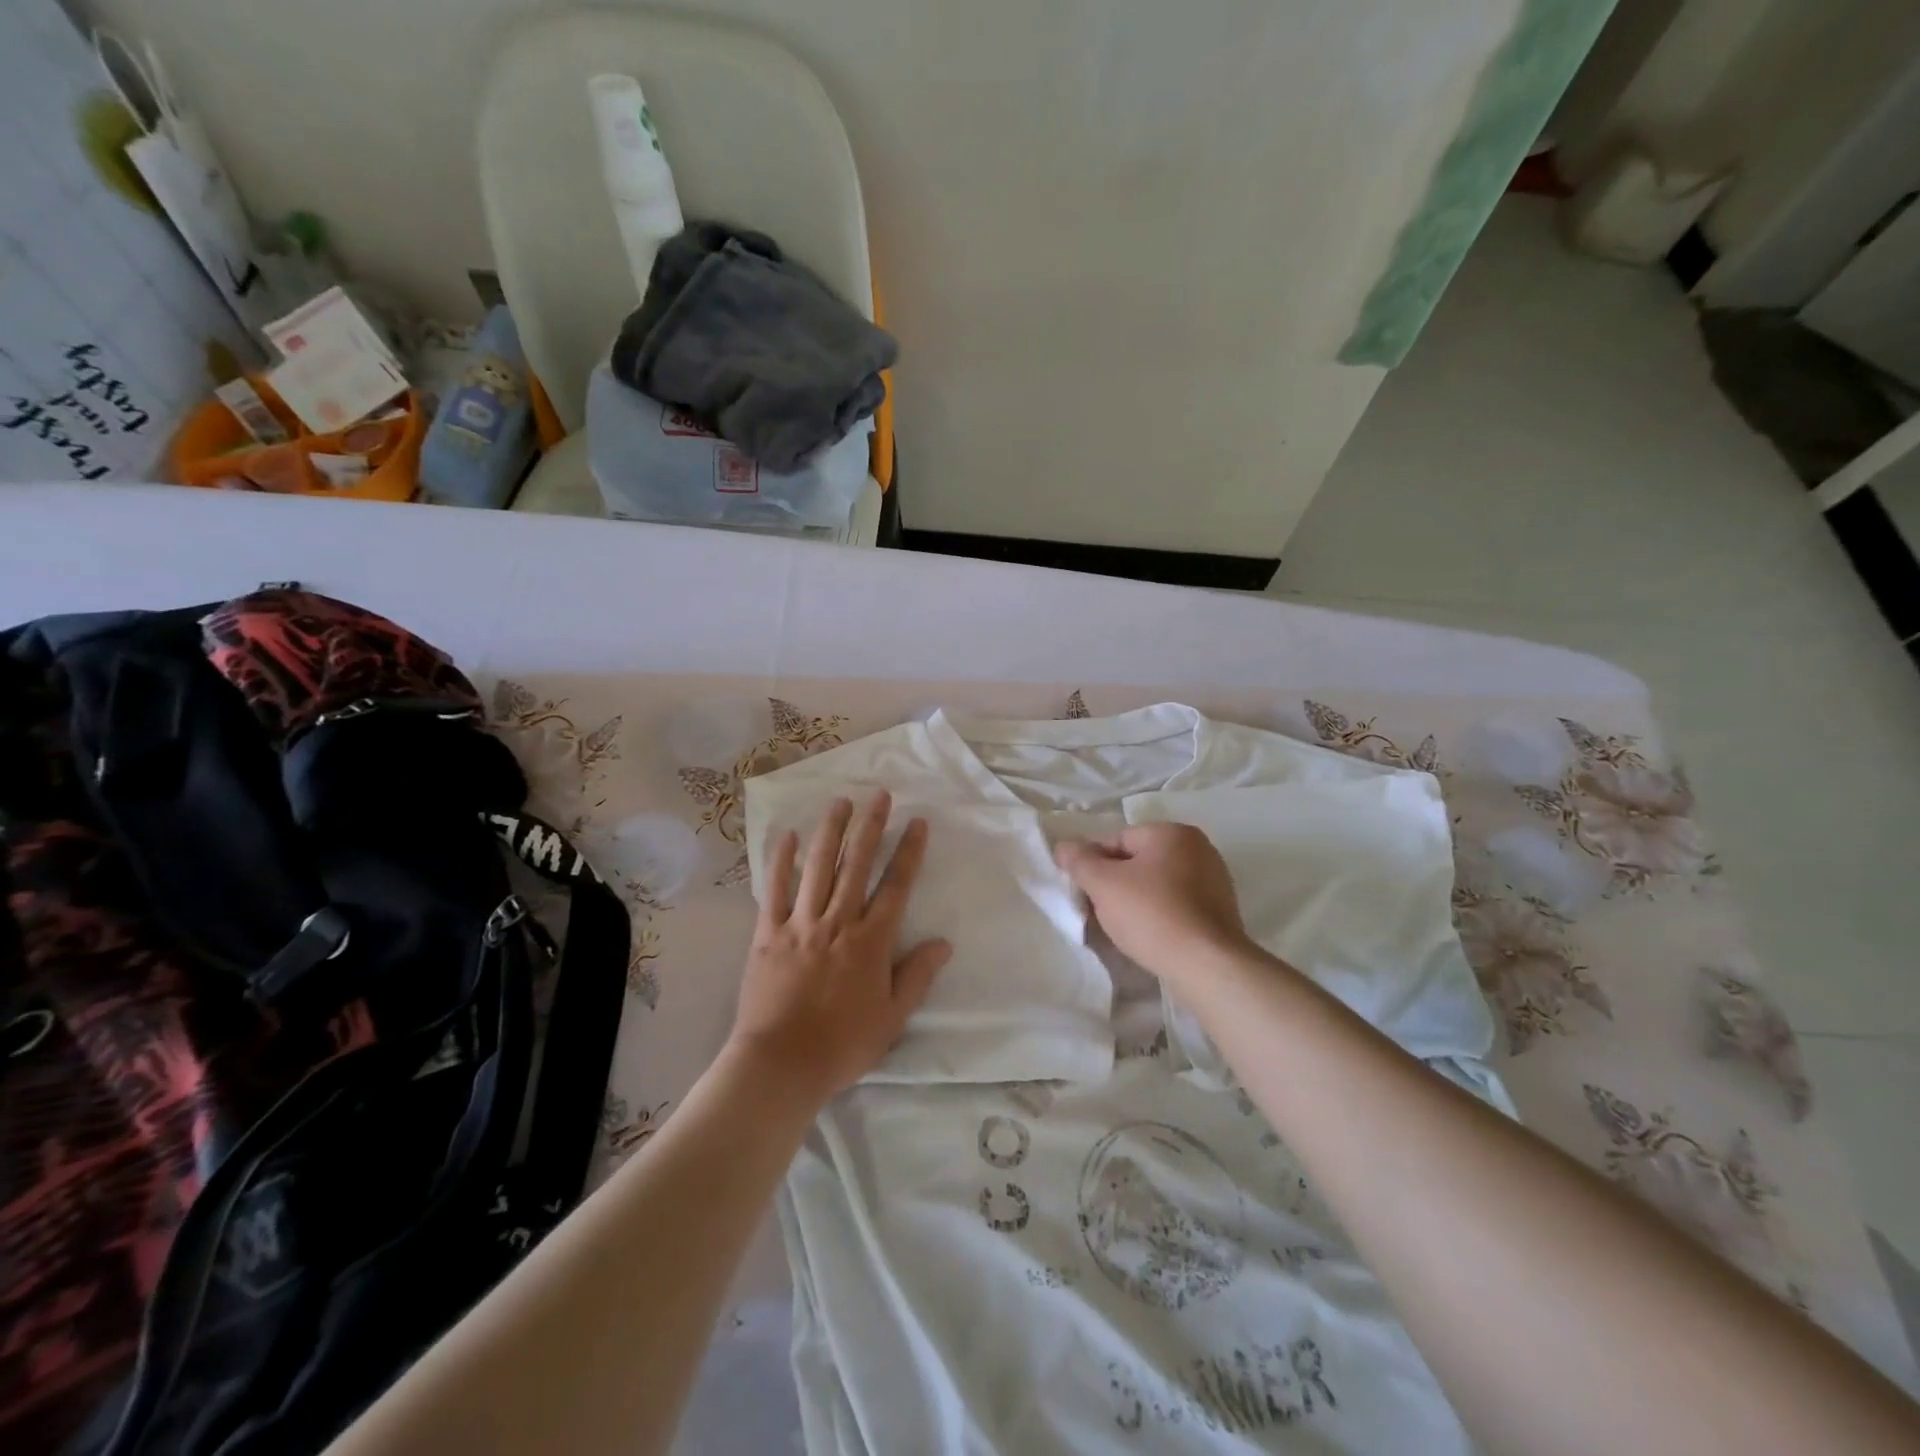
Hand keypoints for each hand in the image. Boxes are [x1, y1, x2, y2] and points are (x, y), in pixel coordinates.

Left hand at [730, 791, 951, 1102]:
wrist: (781, 1064)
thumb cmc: (843, 1044)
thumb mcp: (893, 1018)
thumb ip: (917, 976)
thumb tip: (944, 943)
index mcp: (871, 941)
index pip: (896, 886)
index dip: (909, 852)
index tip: (917, 823)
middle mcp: (838, 922)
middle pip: (857, 865)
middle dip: (870, 827)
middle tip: (879, 795)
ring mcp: (800, 924)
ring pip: (818, 867)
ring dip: (830, 831)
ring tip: (840, 802)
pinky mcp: (767, 933)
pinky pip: (774, 890)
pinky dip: (781, 861)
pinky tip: (788, 836)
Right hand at [1054, 822, 1254, 982]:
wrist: (1207, 965)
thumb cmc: (1152, 914)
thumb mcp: (1103, 884)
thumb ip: (1079, 861)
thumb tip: (1064, 846)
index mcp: (1172, 832)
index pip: (1117, 840)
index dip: (1094, 865)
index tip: (1084, 892)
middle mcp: (1198, 848)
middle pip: (1138, 862)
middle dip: (1115, 884)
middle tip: (1100, 911)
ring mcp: (1214, 880)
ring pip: (1157, 885)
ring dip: (1136, 901)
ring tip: (1123, 929)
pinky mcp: (1220, 911)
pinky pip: (1177, 905)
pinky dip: (1160, 916)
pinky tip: (1150, 937)